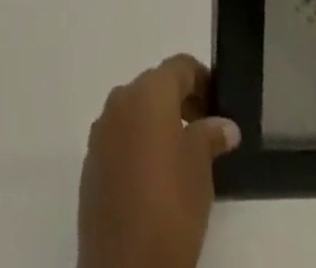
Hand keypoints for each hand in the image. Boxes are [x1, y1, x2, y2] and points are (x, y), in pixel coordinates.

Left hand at [78, 54, 241, 267]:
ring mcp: (102, 128)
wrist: (125, 264)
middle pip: (154, 84)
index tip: (219, 102)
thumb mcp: (201, 170)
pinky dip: (139, 142)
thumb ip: (210, 137)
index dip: (201, 78)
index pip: (178, 66)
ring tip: (184, 155)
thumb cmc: (171, 208)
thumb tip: (224, 124)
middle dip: (181, 101)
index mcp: (147, 93)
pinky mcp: (92, 158)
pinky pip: (120, 135)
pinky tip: (155, 177)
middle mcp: (120, 99)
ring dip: (158, 122)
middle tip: (207, 130)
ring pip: (135, 110)